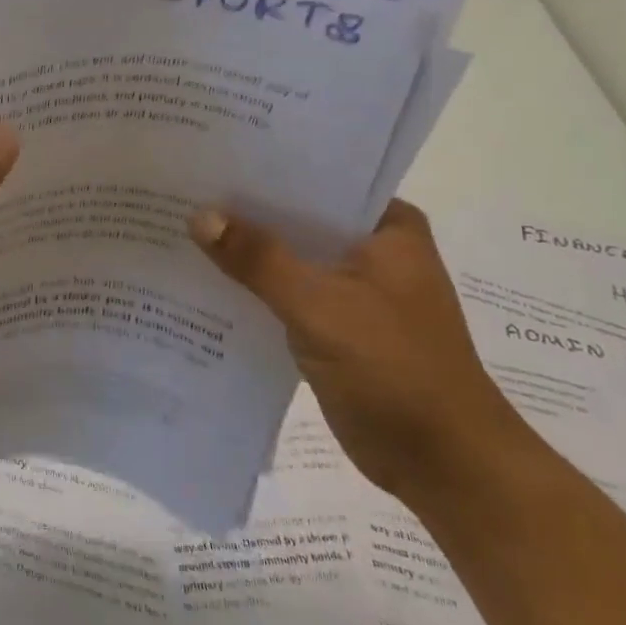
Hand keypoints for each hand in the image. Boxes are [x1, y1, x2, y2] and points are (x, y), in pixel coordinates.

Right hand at [191, 199, 533, 501]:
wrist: (445, 466)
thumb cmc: (396, 371)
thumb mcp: (320, 306)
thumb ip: (258, 259)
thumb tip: (199, 215)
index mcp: (387, 227)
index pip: (316, 179)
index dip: (263, 169)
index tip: (210, 158)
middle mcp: (372, 248)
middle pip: (297, 217)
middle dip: (245, 210)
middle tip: (183, 188)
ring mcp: (354, 288)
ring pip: (289, 256)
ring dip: (246, 250)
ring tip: (180, 224)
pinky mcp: (336, 324)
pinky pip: (285, 292)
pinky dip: (253, 287)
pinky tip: (204, 277)